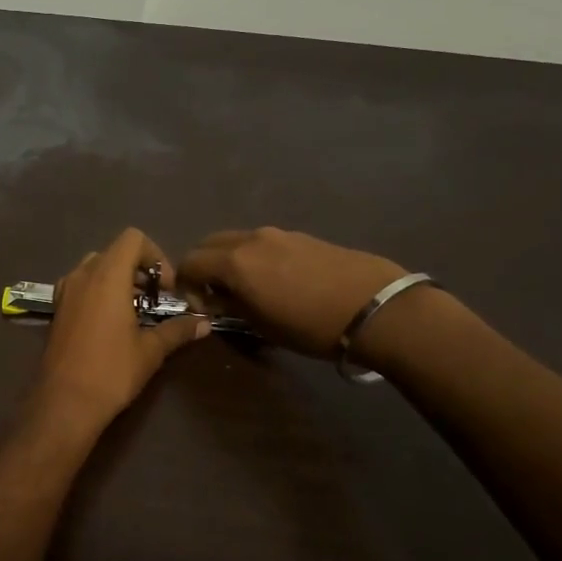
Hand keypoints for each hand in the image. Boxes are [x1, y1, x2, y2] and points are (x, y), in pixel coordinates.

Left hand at [28, 228, 208, 437]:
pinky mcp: (57, 308)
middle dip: (139, 269)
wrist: (64, 402)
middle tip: (155, 300)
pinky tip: (111, 322)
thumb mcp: (151, 351)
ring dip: (118, 279)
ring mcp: (65, 291)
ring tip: (135, 311)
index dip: (155, 256)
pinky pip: (81, 284)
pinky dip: (99, 290)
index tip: (166, 288)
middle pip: (115, 251)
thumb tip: (204, 323)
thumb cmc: (111, 371)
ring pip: (96, 267)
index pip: (133, 238)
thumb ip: (178, 330)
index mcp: (107, 276)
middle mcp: (82, 275)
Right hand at [178, 227, 407, 357]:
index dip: (185, 285)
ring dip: (229, 259)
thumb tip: (215, 300)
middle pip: (209, 243)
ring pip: (236, 240)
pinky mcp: (301, 236)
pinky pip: (263, 242)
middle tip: (215, 294)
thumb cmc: (312, 326)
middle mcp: (251, 239)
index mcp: (234, 262)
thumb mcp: (263, 326)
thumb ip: (231, 307)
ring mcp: (278, 234)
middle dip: (203, 266)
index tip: (200, 306)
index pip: (189, 262)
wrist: (376, 307)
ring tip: (248, 288)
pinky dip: (254, 256)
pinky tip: (277, 280)